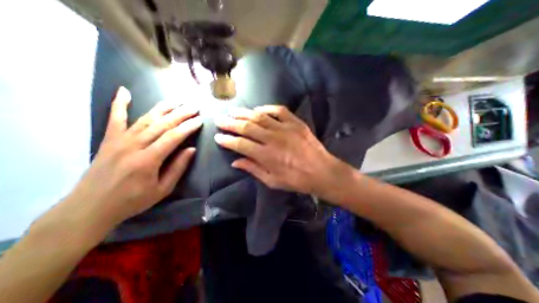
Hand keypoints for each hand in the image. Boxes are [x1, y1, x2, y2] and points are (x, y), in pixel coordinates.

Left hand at [68, 87, 201, 224]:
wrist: (91, 207)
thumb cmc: (133, 200)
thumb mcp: (163, 189)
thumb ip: (178, 168)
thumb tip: (191, 149)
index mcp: (148, 160)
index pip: (173, 137)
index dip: (188, 127)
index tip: (200, 120)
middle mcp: (133, 145)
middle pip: (162, 124)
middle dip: (180, 114)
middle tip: (194, 107)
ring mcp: (119, 140)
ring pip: (145, 118)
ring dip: (163, 108)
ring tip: (177, 100)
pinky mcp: (109, 139)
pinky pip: (115, 118)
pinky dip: (119, 103)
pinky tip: (124, 91)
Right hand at [213, 105, 347, 197]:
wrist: (322, 171)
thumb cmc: (296, 180)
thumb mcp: (273, 181)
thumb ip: (253, 169)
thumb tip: (235, 161)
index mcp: (266, 156)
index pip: (240, 144)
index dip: (227, 140)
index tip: (218, 137)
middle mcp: (273, 139)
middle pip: (247, 127)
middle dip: (230, 123)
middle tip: (220, 119)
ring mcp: (285, 128)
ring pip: (260, 117)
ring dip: (244, 113)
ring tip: (233, 112)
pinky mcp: (296, 123)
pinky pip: (279, 110)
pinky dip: (267, 108)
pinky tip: (258, 110)